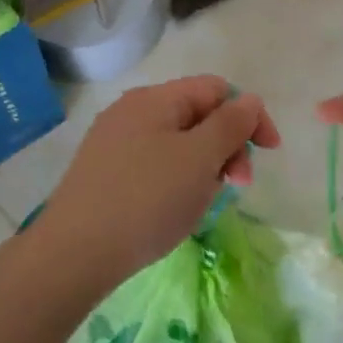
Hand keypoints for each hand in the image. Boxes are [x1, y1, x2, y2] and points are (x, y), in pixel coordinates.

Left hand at [39, 76, 280, 286]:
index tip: (268, 153)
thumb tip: (249, 100)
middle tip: (237, 185)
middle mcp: (132, 112)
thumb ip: (230, 124)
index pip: (216, 89)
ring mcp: (114, 143)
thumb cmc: (147, 199)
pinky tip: (175, 209)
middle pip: (198, 115)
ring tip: (203, 202)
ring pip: (178, 143)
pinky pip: (156, 164)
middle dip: (227, 145)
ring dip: (204, 166)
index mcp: (155, 99)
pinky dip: (177, 180)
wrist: (74, 254)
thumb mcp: (199, 158)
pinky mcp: (106, 173)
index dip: (249, 115)